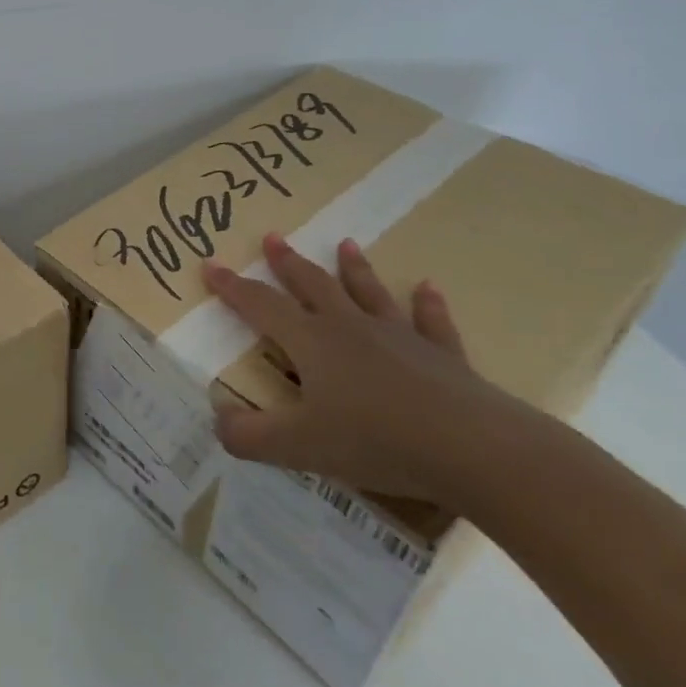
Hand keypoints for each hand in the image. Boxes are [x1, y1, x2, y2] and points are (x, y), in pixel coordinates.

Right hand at [204, 233, 511, 500]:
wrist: (474, 450)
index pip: (260, 305)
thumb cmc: (376, 441)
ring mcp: (399, 338)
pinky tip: (427, 287)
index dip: (232, 287)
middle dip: (288, 262)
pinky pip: (431, 322)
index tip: (210, 265)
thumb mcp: (298, 446)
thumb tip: (217, 420)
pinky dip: (427, 304)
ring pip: (368, 293)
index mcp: (311, 342)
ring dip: (354, 269)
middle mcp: (350, 328)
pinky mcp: (443, 357)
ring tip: (345, 244)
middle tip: (273, 237)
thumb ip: (248, 435)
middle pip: (312, 286)